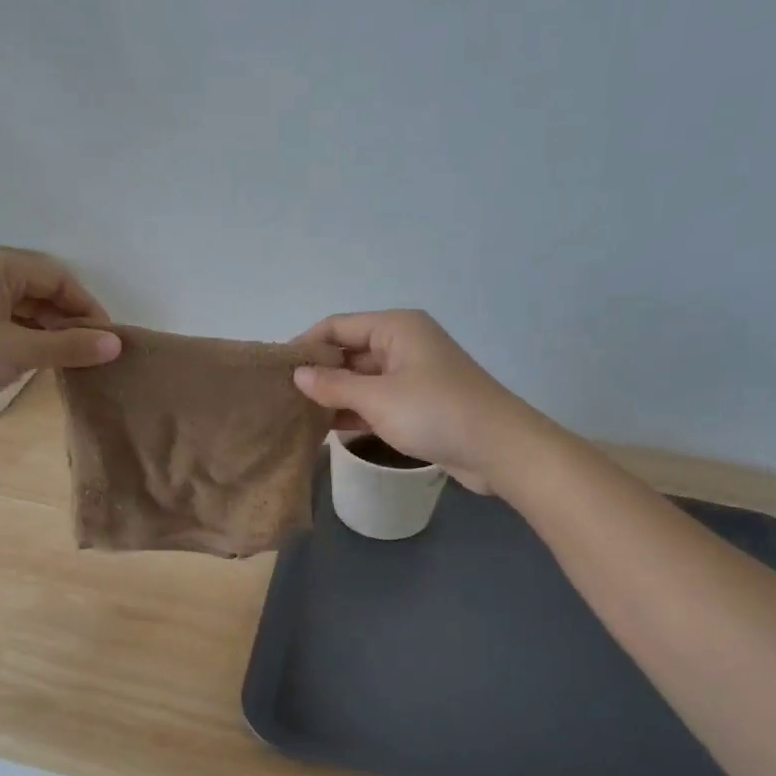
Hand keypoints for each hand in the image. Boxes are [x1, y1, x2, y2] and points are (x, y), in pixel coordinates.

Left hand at [0, 247, 120, 421]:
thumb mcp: (22, 350)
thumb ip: (71, 346)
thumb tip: (116, 345)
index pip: (56, 277)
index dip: (86, 306)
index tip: (106, 337)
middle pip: (40, 289)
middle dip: (68, 318)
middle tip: (90, 350)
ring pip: (22, 307)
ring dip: (49, 329)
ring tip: (70, 358)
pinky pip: (5, 321)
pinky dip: (27, 336)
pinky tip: (39, 359)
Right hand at [292, 310, 537, 492]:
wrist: (500, 449)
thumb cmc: (436, 412)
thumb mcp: (377, 398)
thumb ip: (333, 386)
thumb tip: (297, 374)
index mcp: (395, 327)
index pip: (337, 326)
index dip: (305, 344)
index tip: (275, 369)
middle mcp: (403, 344)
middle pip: (349, 351)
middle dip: (317, 372)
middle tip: (280, 396)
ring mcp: (411, 375)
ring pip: (361, 379)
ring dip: (333, 395)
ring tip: (294, 414)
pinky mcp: (417, 404)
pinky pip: (376, 400)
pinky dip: (353, 411)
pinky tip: (325, 429)